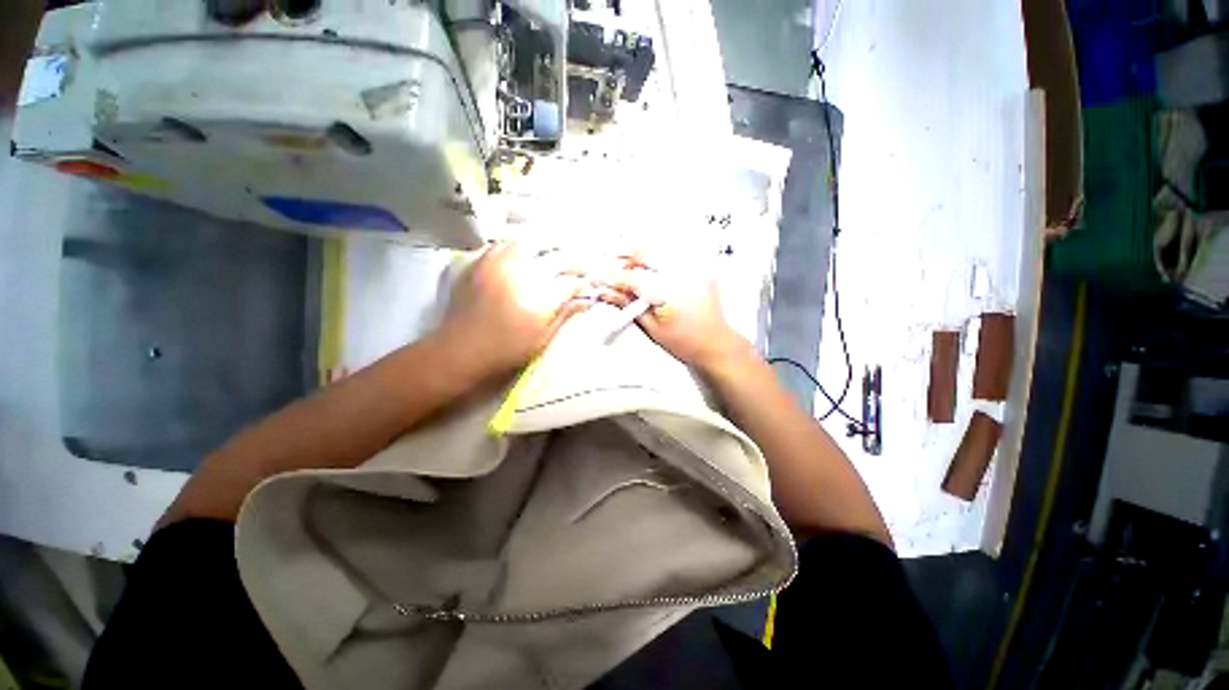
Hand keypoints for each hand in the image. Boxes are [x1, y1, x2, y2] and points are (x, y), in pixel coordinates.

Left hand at [438, 241, 589, 376]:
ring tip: (552, 254)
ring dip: (547, 246)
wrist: (459, 351)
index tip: (586, 284)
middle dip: (572, 262)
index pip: (571, 282)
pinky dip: (519, 245)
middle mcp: (522, 275)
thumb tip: (585, 300)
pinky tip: (523, 254)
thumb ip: (564, 315)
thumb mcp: (541, 340)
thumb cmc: (505, 352)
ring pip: (530, 241)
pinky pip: (504, 243)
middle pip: (556, 257)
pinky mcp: (480, 262)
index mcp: (540, 300)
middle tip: (575, 268)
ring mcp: (499, 265)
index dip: (582, 282)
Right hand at [601, 258, 746, 370]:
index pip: (633, 278)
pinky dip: (659, 259)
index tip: (597, 280)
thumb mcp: (652, 328)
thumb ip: (630, 307)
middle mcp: (681, 275)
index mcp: (667, 293)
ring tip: (632, 269)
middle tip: (614, 268)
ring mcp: (694, 269)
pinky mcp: (701, 269)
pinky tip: (653, 269)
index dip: (612, 278)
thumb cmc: (684, 342)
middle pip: (645, 254)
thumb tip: (608, 293)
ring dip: (641, 256)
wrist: (716, 343)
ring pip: (659, 250)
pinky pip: (675, 256)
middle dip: (625, 257)